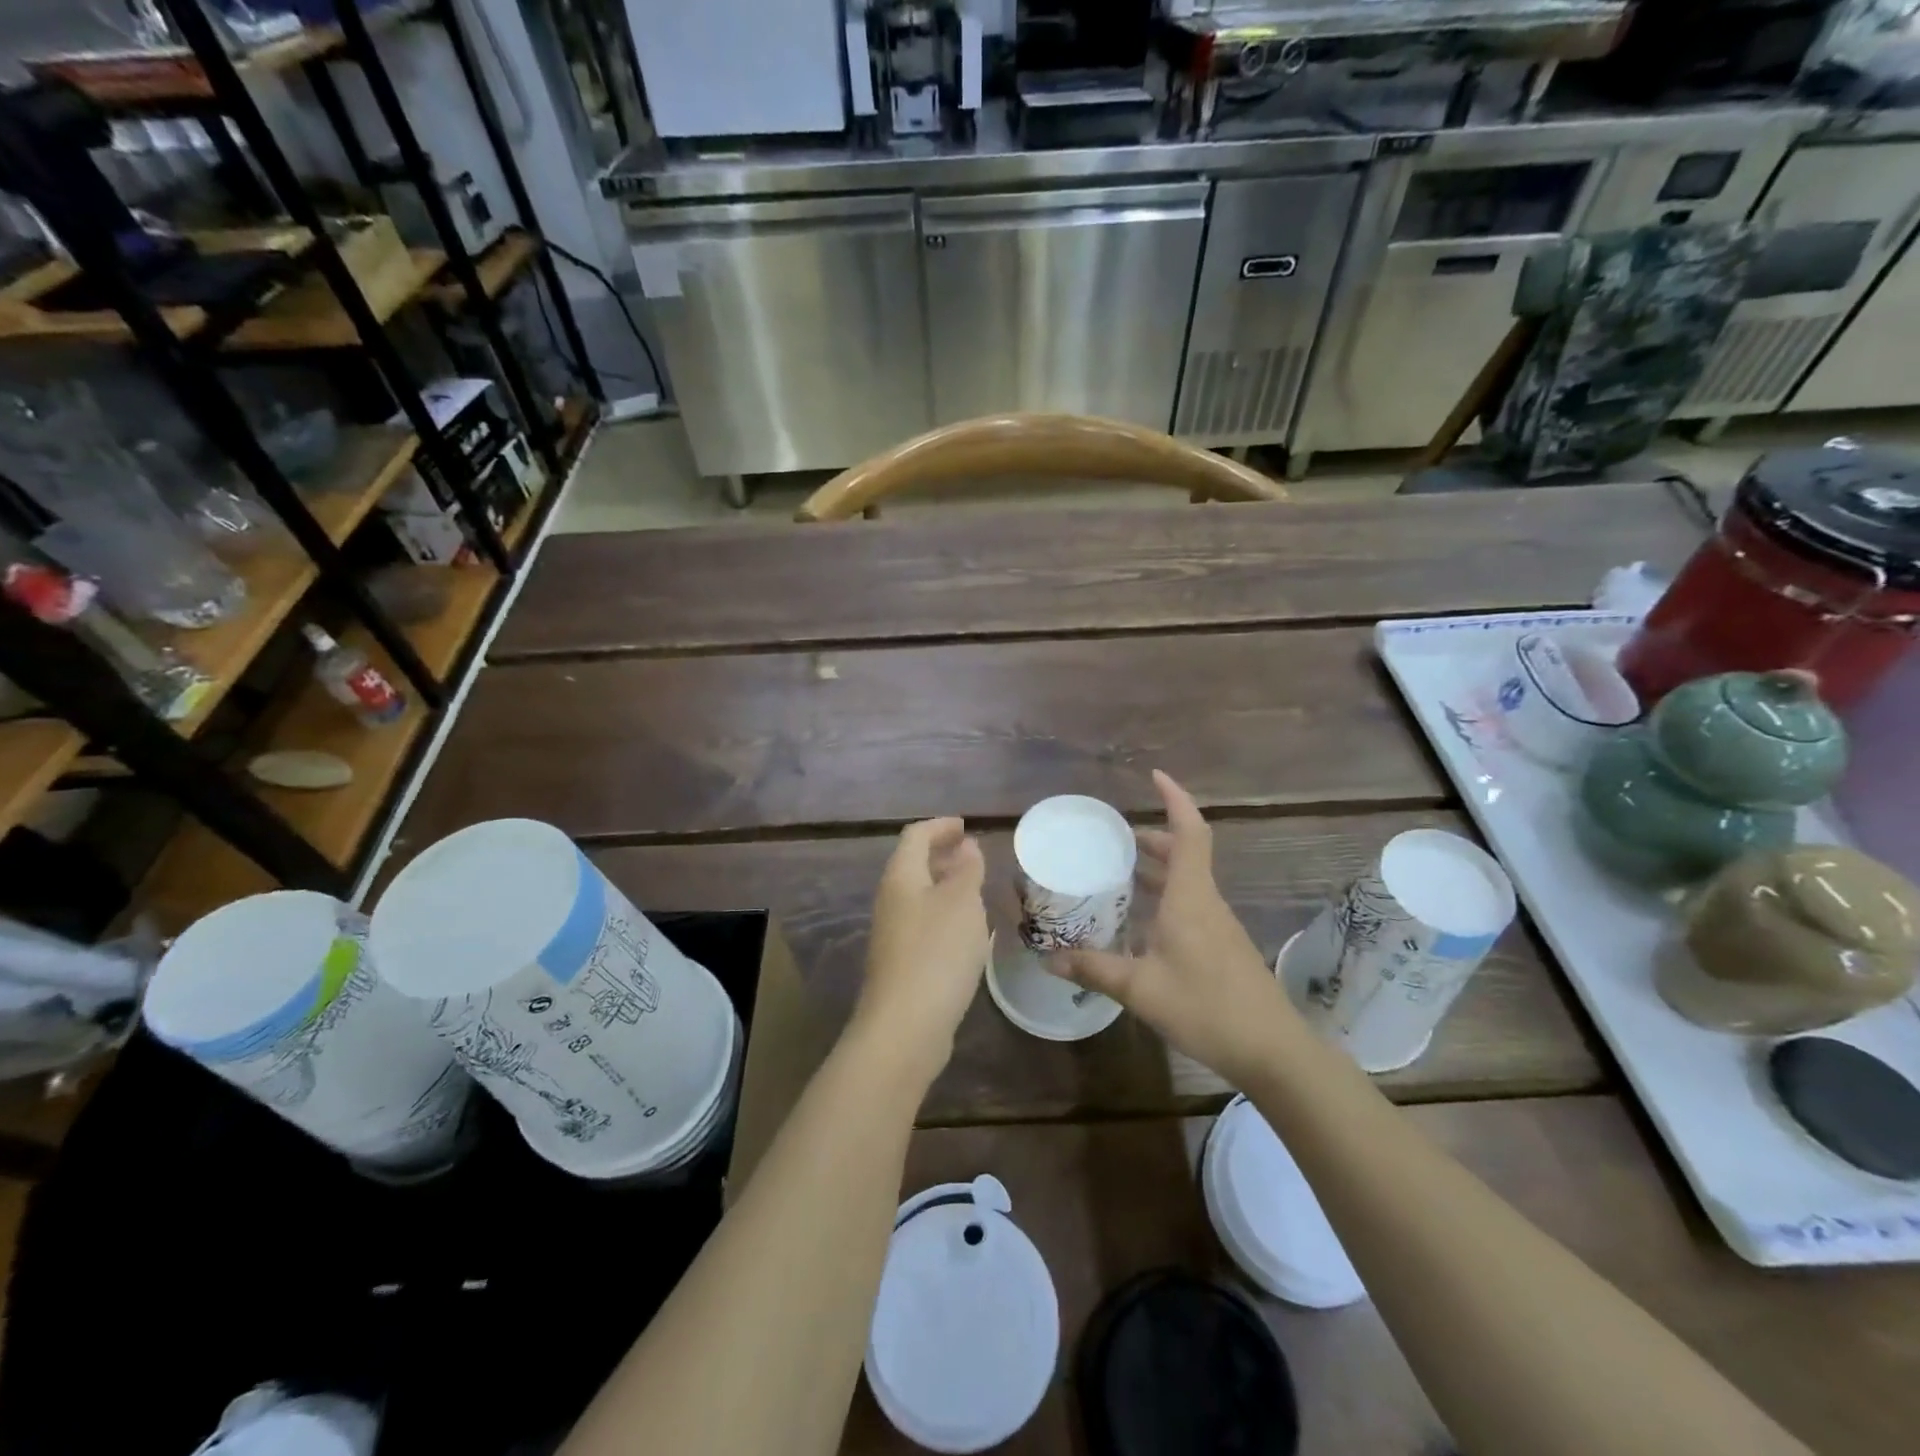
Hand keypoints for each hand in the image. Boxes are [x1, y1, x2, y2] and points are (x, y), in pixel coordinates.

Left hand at [852, 818, 988, 1086]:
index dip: (940, 827)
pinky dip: (945, 914)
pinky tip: (967, 930)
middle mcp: (891, 901)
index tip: (965, 826)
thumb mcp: (962, 903)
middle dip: (942, 854)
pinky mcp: (902, 963)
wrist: (905, 1026)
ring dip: (945, 885)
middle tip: (973, 854)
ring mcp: (893, 934)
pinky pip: (924, 923)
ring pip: (919, 895)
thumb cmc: (937, 953)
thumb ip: (966, 870)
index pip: (915, 836)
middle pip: (913, 865)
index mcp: (901, 877)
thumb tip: (966, 846)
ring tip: (976, 888)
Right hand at [1056, 771, 1296, 1090]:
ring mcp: (1217, 926)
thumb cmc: (1206, 1007)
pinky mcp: (1221, 948)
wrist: (1272, 1051)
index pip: (1189, 832)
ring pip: (1187, 882)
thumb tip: (1050, 958)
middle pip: (1185, 853)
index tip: (1155, 777)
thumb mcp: (1140, 989)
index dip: (1175, 799)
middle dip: (1153, 838)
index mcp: (1190, 897)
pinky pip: (1190, 906)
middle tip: (1115, 838)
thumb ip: (1094, 969)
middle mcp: (1206, 902)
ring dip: (1157, 870)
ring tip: (1120, 873)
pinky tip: (1139, 924)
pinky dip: (1164, 899)